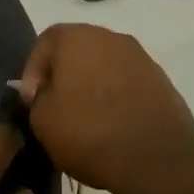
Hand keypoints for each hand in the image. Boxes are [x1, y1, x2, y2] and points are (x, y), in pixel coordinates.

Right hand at [18, 24, 193, 193]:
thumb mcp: (42, 121)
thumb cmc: (89, 132)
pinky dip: (117, 96)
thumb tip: (44, 93)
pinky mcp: (160, 79)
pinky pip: (128, 82)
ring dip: (93, 85)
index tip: (32, 101)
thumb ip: (36, 99)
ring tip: (88, 119)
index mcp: (76, 37)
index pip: (44, 43)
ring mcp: (139, 56)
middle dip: (64, 75)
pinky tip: (114, 124)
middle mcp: (109, 36)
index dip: (32, 72)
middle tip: (57, 107)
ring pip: (104, 65)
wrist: (156, 158)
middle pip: (77, 50)